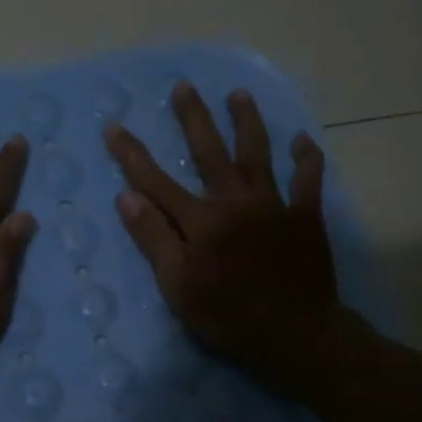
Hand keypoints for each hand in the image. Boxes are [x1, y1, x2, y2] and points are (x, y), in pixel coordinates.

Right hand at [106, 82, 366, 395]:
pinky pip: (308, 181)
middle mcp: (235, 202)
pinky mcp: (305, 218)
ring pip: (259, 154)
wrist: (297, 335)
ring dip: (248, 122)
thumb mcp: (178, 286)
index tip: (114, 127)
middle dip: (194, 118)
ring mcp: (274, 206)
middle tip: (184, 86)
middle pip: (210, 152)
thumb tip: (127, 196)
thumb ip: (154, 239)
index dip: (132, 154)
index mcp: (201, 221)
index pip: (156, 181)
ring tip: (239, 94)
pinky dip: (306, 159)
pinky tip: (302, 140)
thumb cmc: (228, 316)